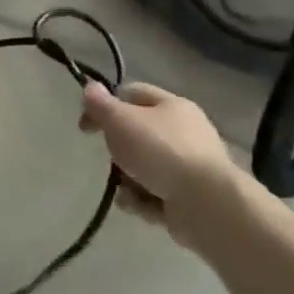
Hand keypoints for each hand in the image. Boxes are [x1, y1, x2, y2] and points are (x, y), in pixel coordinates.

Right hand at [79, 81, 254, 250]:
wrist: (207, 204)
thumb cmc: (160, 151)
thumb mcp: (120, 120)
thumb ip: (100, 104)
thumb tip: (90, 87)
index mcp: (172, 106)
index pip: (132, 94)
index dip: (105, 105)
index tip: (86, 126)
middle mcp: (185, 132)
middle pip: (137, 134)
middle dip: (119, 150)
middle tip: (111, 158)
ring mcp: (190, 167)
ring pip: (143, 167)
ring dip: (128, 180)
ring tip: (128, 189)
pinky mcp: (191, 197)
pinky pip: (155, 194)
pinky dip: (144, 201)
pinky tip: (142, 205)